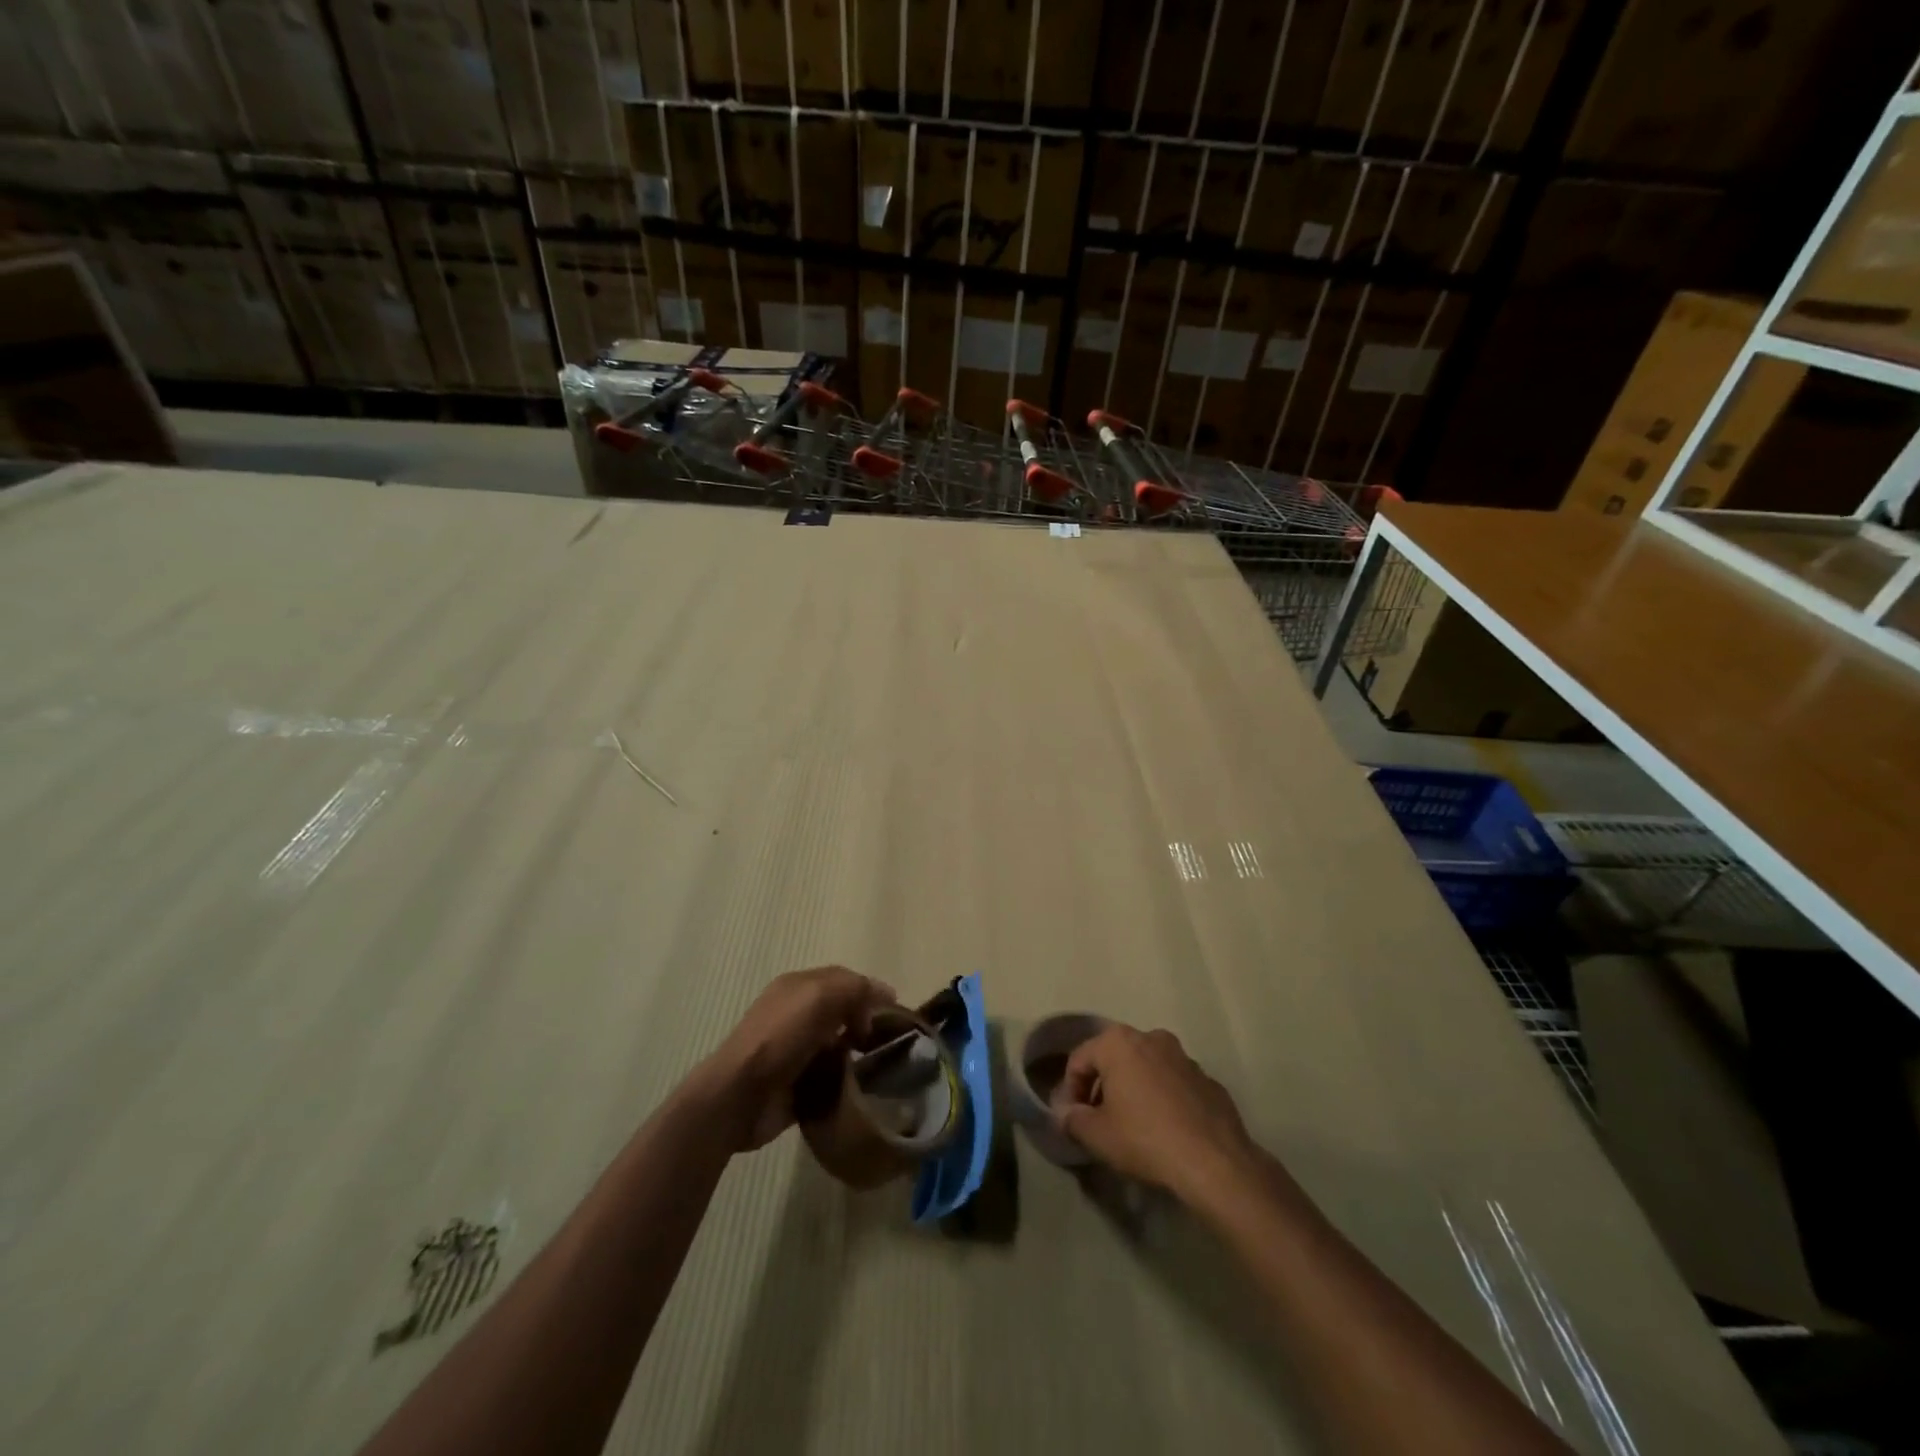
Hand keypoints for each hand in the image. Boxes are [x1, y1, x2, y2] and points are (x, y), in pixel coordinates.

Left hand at [703, 966, 896, 1152]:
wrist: (739, 1097)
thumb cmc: (780, 1037)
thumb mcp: (819, 997)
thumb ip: (855, 988)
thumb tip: (885, 994)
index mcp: (798, 987)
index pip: (843, 979)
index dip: (869, 991)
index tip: (895, 1012)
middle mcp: (796, 1015)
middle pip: (842, 1012)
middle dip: (866, 1022)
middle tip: (891, 1041)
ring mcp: (795, 1051)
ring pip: (838, 1045)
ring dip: (858, 1054)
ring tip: (882, 1067)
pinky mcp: (797, 1085)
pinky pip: (830, 1078)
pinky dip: (846, 1081)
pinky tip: (862, 1089)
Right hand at [1055, 1024, 1261, 1203]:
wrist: (1215, 1162)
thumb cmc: (1145, 1139)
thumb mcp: (1097, 1136)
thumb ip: (1073, 1120)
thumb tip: (1067, 1115)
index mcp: (1119, 1043)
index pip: (1080, 1059)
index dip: (1070, 1090)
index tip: (1073, 1119)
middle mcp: (1151, 1038)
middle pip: (1114, 1059)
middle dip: (1103, 1086)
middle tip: (1099, 1120)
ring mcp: (1184, 1057)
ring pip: (1146, 1068)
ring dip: (1134, 1090)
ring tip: (1133, 1125)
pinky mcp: (1209, 1079)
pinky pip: (1174, 1084)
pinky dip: (1163, 1099)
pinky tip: (1166, 1130)